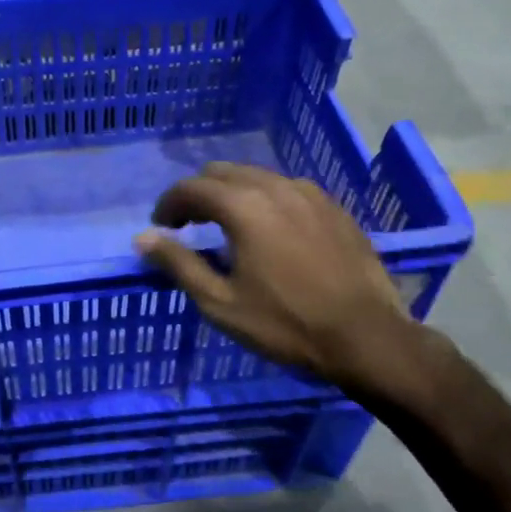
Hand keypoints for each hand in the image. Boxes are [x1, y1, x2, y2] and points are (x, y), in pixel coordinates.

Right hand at [134, 163, 434, 403]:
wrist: (367, 338)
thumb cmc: (285, 324)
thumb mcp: (220, 302)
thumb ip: (178, 263)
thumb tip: (143, 238)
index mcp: (243, 206)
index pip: (191, 188)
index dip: (169, 205)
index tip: (161, 228)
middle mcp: (274, 187)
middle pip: (222, 173)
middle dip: (198, 194)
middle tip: (189, 226)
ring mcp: (309, 193)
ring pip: (256, 177)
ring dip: (232, 193)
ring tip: (227, 227)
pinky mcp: (333, 207)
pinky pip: (287, 189)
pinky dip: (265, 199)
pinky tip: (270, 230)